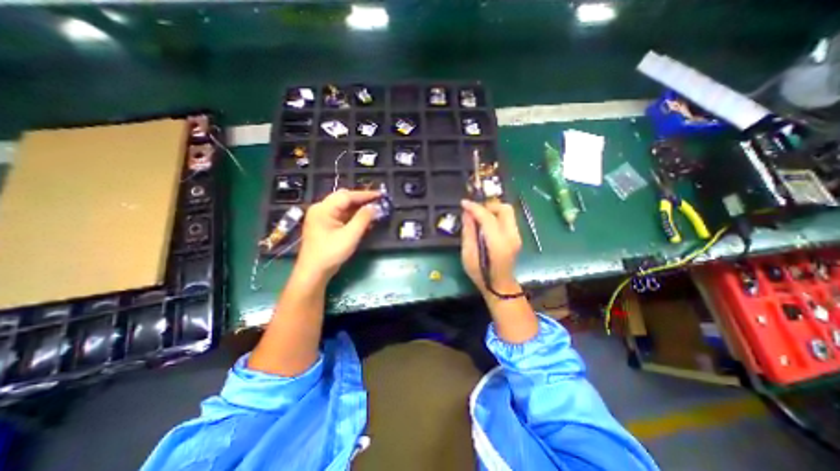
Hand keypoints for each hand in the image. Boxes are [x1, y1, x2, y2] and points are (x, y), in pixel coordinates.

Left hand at [296, 190, 383, 281]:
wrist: (314, 272)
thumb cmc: (331, 253)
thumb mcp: (350, 235)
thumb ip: (363, 218)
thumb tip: (375, 207)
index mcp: (323, 208)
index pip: (347, 196)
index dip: (365, 195)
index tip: (380, 195)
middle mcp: (321, 209)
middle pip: (344, 198)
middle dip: (362, 199)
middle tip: (378, 201)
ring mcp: (322, 217)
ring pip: (343, 207)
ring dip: (359, 208)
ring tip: (374, 209)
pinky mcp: (325, 225)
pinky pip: (341, 215)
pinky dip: (353, 216)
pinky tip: (364, 219)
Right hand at [458, 199, 518, 296]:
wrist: (499, 286)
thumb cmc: (480, 274)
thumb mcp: (468, 255)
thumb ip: (468, 232)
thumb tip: (466, 213)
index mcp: (498, 244)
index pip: (488, 218)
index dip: (475, 208)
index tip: (463, 203)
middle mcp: (511, 237)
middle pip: (504, 209)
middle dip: (488, 205)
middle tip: (474, 211)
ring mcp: (516, 236)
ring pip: (507, 212)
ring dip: (492, 209)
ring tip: (478, 216)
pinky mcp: (516, 237)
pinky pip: (507, 219)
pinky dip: (496, 215)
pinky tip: (485, 223)